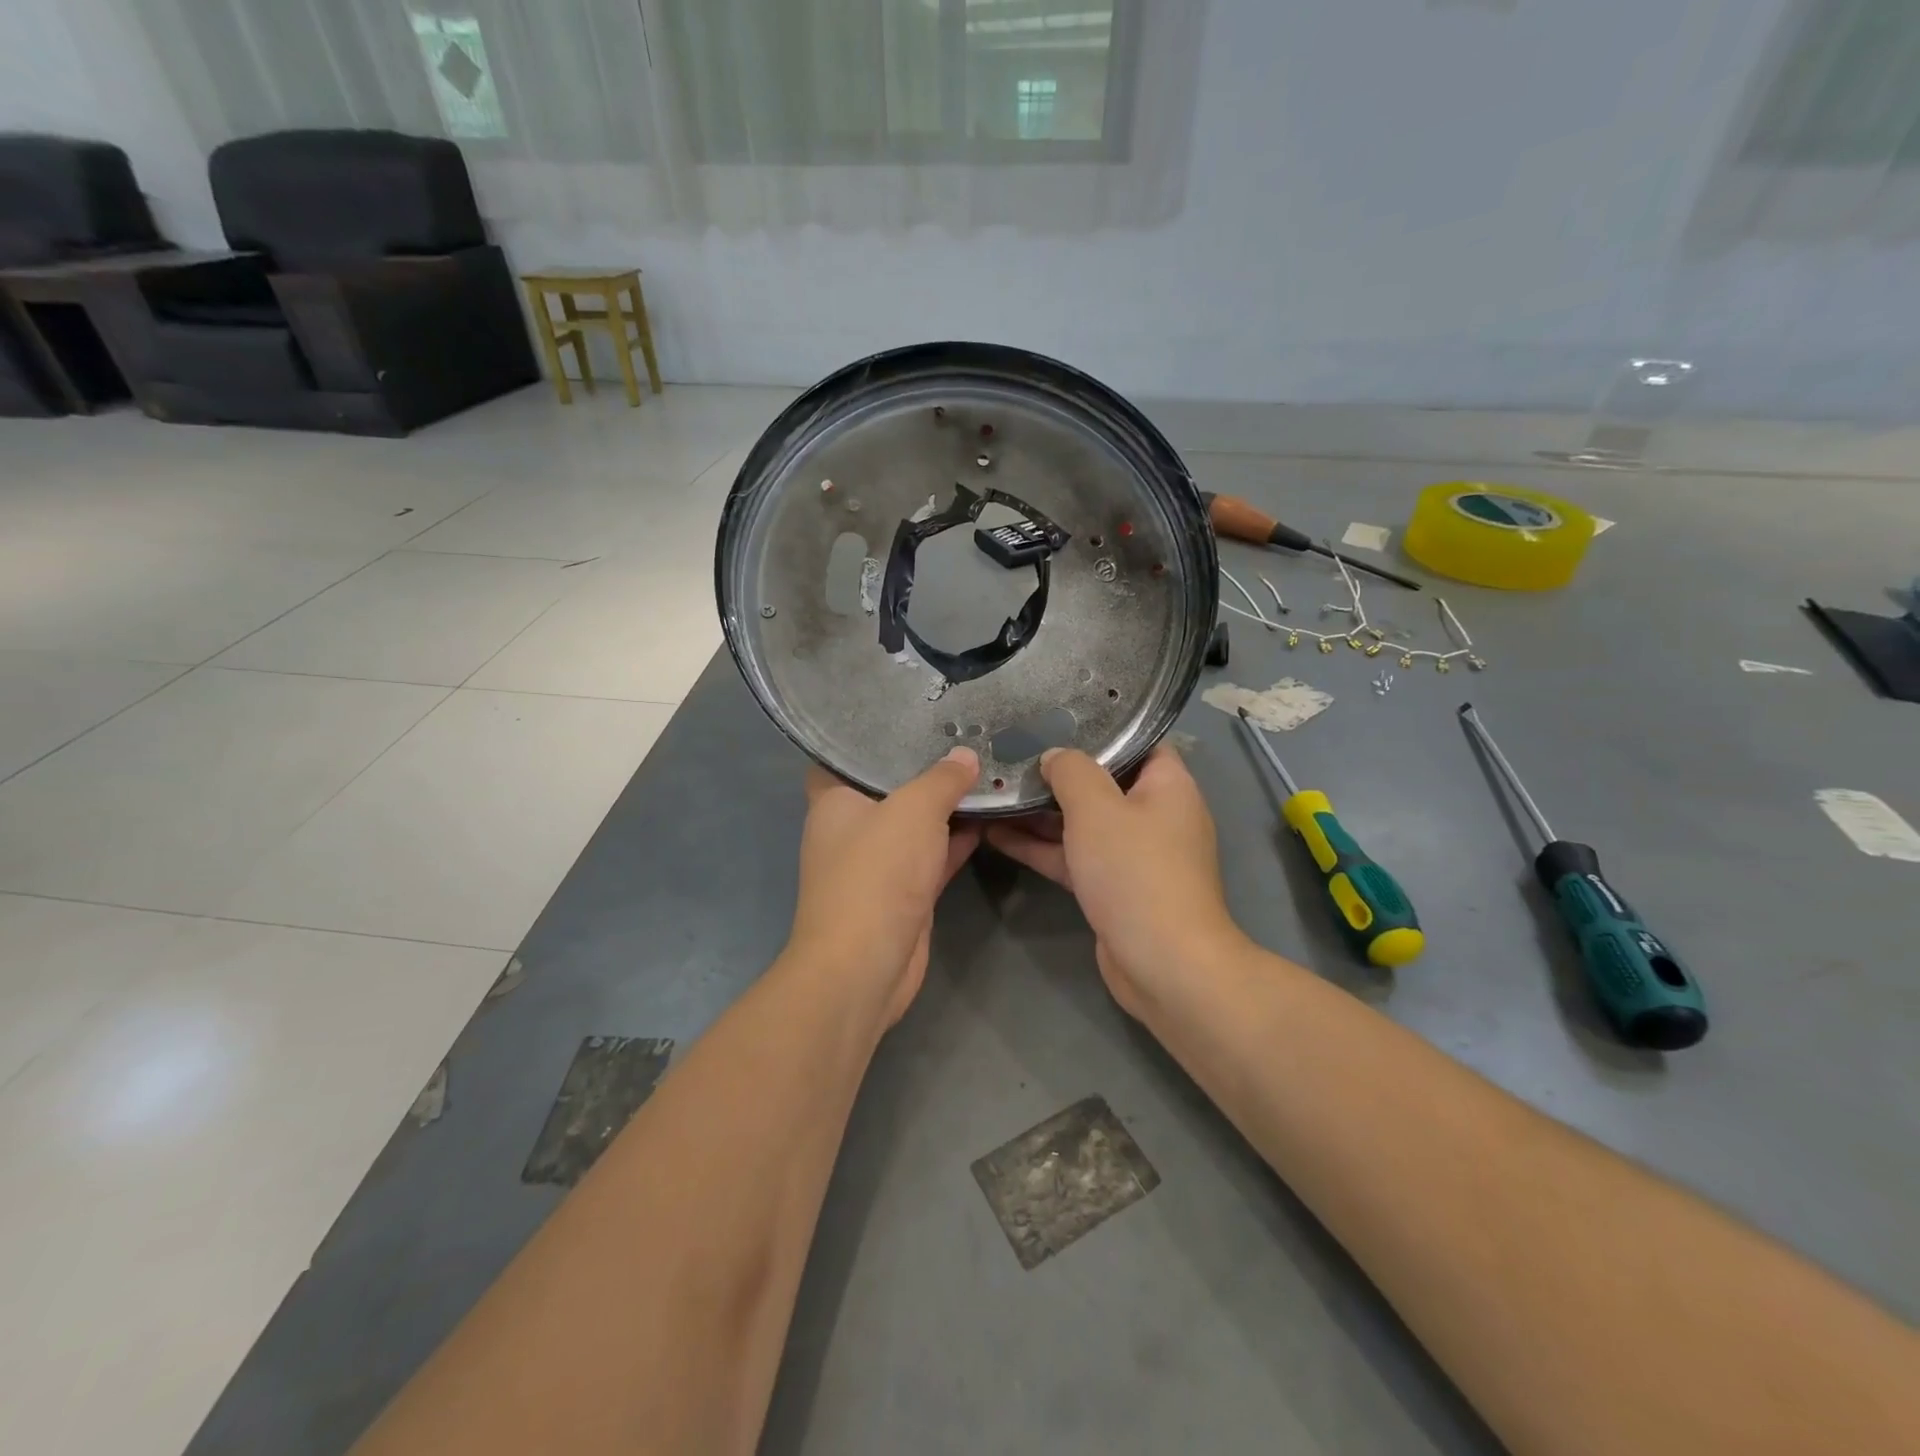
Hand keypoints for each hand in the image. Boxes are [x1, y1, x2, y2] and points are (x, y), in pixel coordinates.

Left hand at [787, 748, 982, 1025]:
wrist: (867, 964)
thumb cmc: (877, 872)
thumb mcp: (914, 810)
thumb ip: (942, 779)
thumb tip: (965, 756)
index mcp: (833, 800)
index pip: (844, 755)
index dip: (871, 736)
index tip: (907, 715)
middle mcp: (850, 828)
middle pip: (887, 787)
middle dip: (922, 767)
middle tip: (961, 735)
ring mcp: (877, 863)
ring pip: (914, 824)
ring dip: (945, 806)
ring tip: (984, 770)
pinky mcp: (902, 892)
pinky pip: (931, 855)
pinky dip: (955, 840)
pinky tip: (988, 817)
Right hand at [985, 744, 1243, 1017]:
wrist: (1163, 964)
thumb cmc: (1135, 871)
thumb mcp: (1097, 808)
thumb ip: (1071, 772)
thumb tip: (1054, 755)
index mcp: (1168, 786)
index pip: (1138, 741)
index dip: (1100, 729)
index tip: (1055, 719)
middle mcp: (1154, 815)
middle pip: (1102, 782)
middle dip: (1057, 772)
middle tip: (1010, 754)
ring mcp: (1132, 855)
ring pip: (1082, 822)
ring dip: (1040, 812)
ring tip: (994, 790)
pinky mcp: (1112, 887)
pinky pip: (1073, 856)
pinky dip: (1041, 846)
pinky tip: (996, 833)